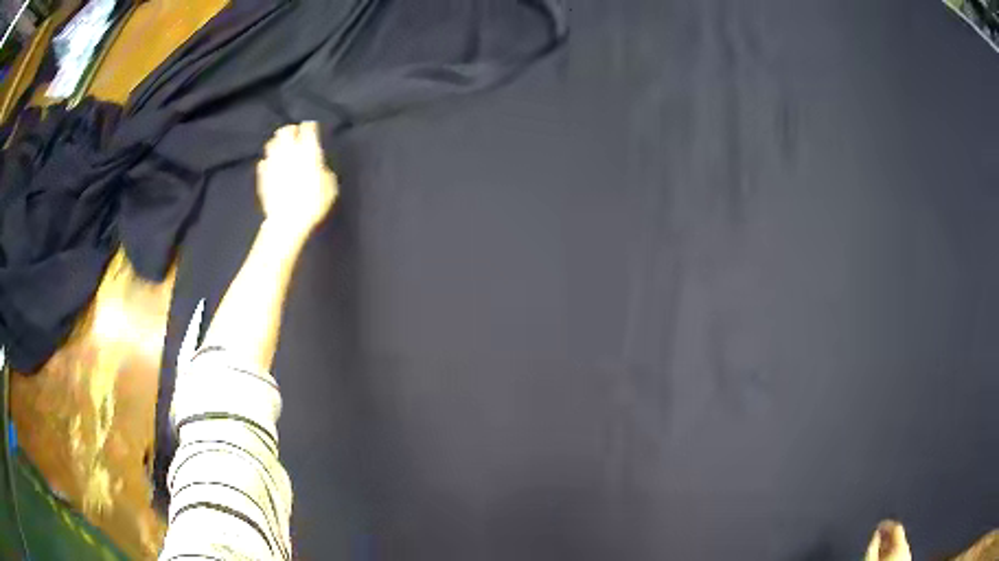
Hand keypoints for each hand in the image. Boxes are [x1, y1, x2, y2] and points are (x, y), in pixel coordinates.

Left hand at [256, 121, 337, 236]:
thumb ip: (324, 171)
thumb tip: (320, 168)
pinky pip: (263, 162)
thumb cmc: (313, 203)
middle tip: (295, 136)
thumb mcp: (330, 186)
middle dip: (290, 131)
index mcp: (308, 150)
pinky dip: (268, 162)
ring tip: (281, 149)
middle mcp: (289, 151)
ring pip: (271, 143)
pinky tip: (272, 167)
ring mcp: (273, 162)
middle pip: (286, 130)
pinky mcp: (262, 176)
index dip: (310, 127)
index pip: (308, 128)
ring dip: (277, 144)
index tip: (312, 128)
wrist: (287, 221)